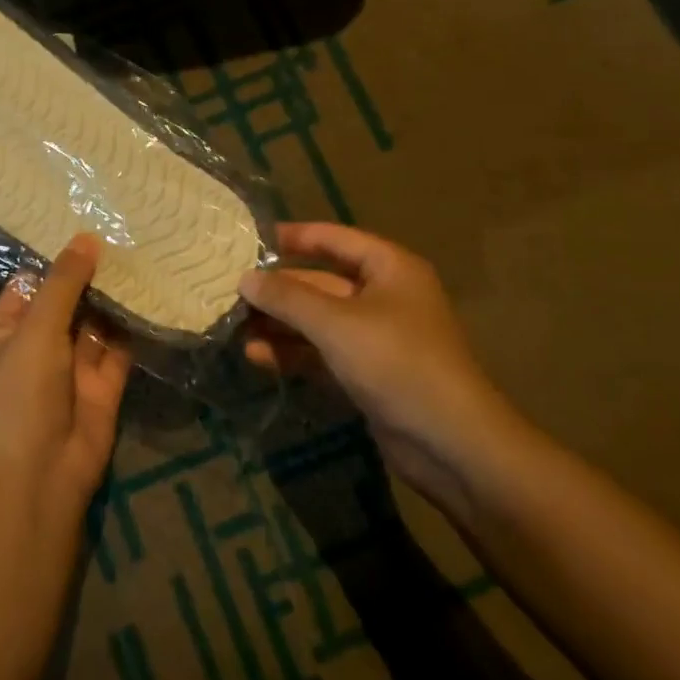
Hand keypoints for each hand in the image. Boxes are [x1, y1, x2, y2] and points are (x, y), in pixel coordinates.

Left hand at [0, 234, 132, 525]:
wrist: (40, 475)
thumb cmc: (21, 394)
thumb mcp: (36, 330)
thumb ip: (63, 284)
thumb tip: (86, 238)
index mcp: (8, 329)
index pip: (32, 283)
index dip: (57, 257)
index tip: (87, 221)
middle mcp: (40, 343)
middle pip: (69, 299)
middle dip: (93, 273)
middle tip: (127, 229)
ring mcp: (73, 365)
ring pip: (97, 322)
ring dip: (116, 297)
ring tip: (146, 252)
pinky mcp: (104, 384)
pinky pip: (120, 348)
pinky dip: (134, 326)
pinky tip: (156, 293)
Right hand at [239, 222, 516, 485]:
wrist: (450, 442)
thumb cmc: (396, 361)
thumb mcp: (335, 323)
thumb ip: (287, 298)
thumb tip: (245, 278)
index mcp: (389, 269)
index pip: (334, 239)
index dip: (294, 237)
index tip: (250, 241)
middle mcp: (384, 296)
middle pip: (321, 282)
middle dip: (278, 289)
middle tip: (230, 291)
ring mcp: (376, 338)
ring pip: (318, 321)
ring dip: (280, 324)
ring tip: (234, 326)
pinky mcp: (367, 374)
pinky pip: (322, 352)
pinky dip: (292, 353)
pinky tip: (256, 356)